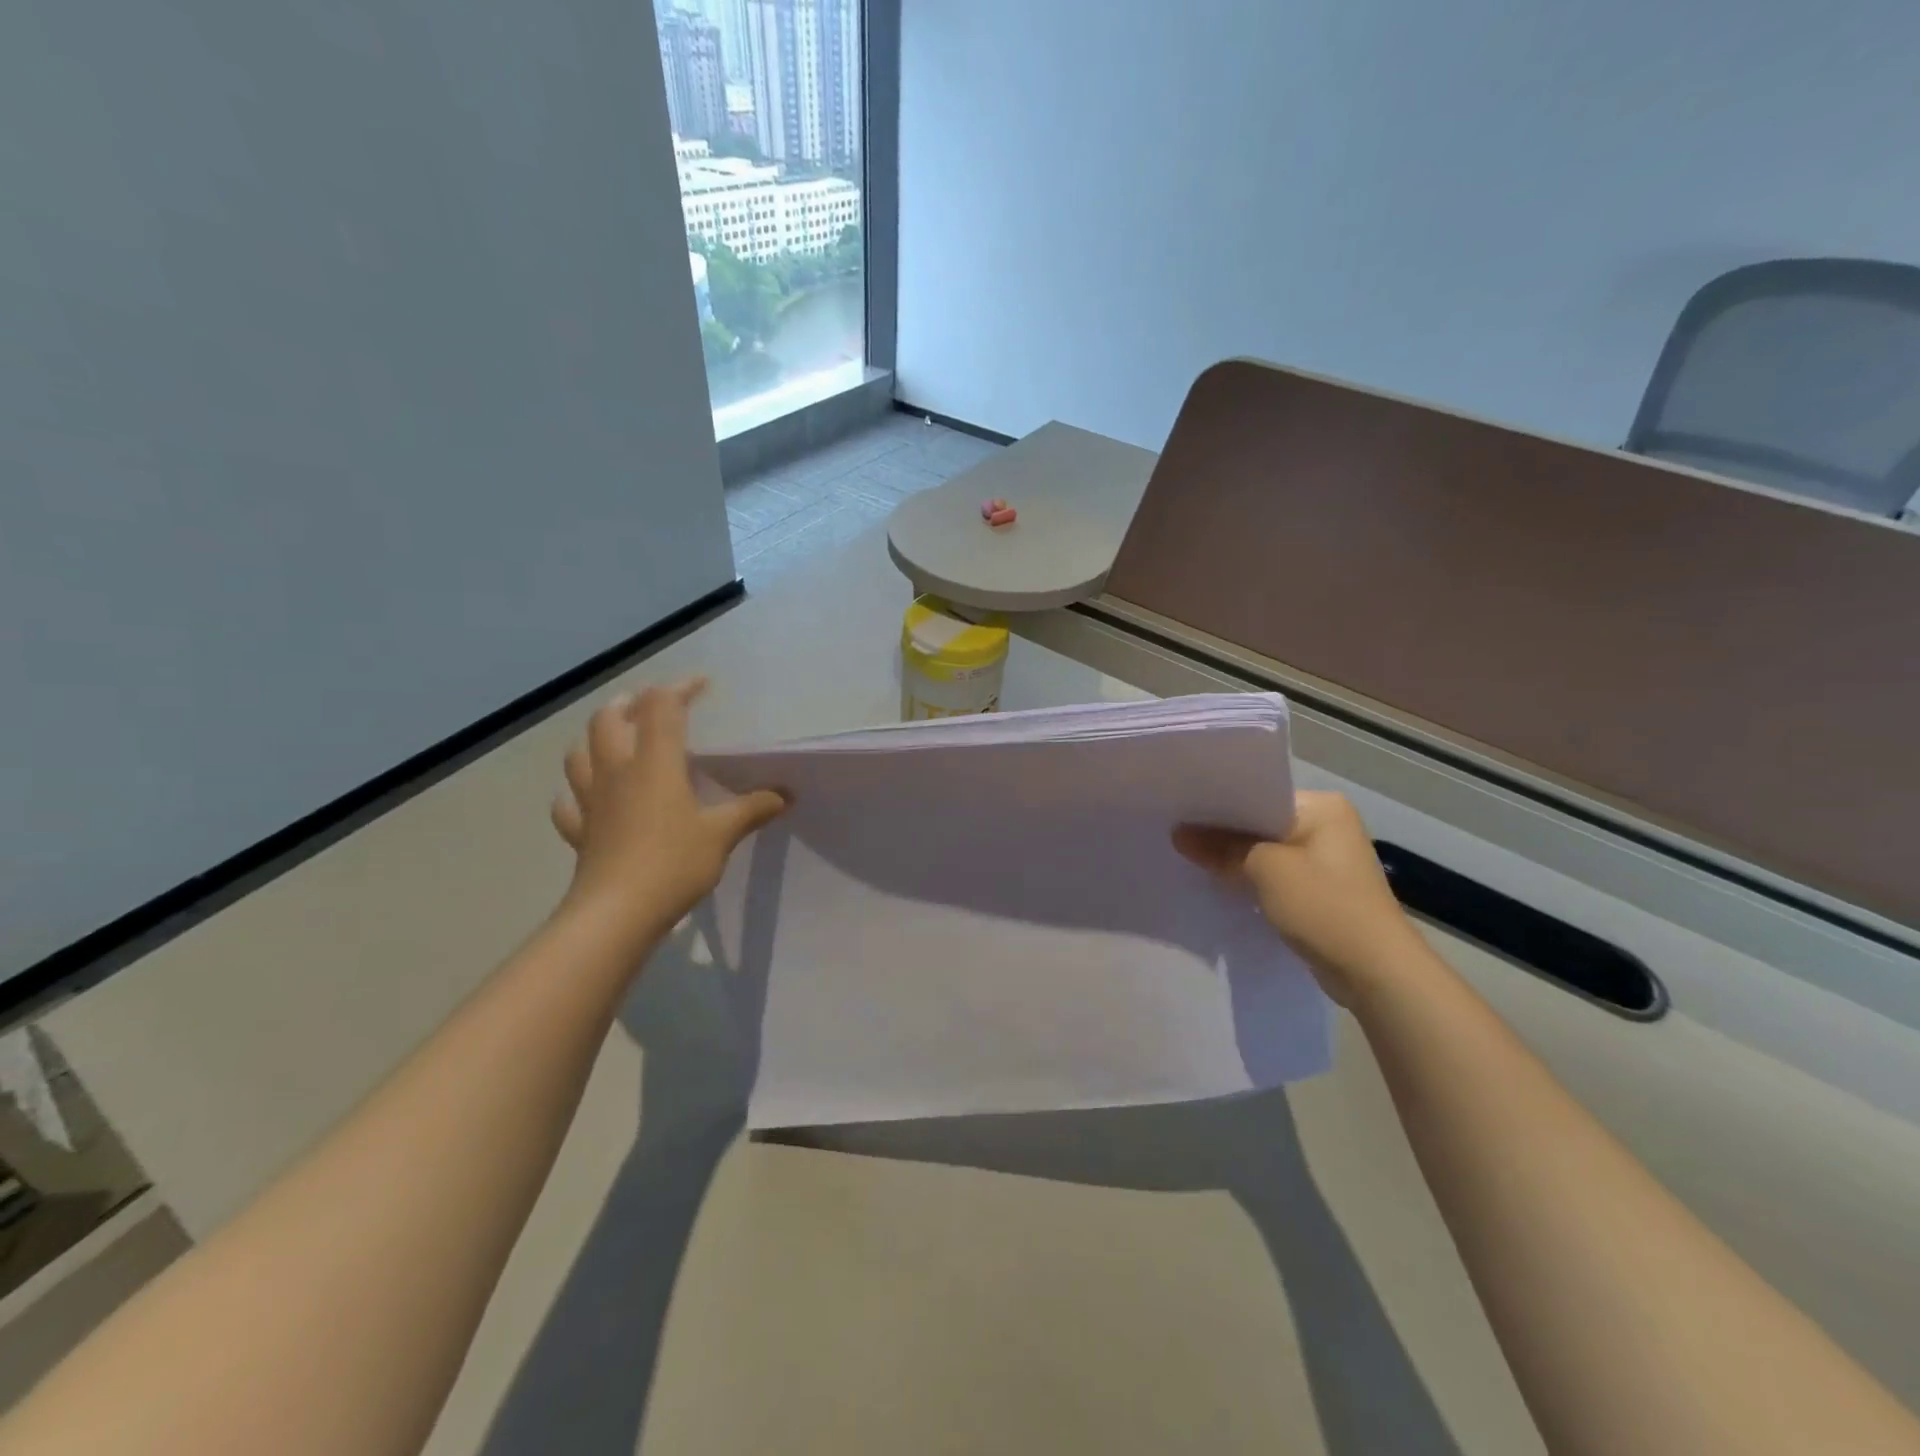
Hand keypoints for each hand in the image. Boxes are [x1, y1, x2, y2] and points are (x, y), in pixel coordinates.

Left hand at [551, 679, 785, 950]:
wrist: (617, 913)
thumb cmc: (673, 863)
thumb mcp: (722, 834)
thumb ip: (752, 809)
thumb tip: (784, 795)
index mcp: (654, 762)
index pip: (661, 706)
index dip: (680, 688)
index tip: (703, 685)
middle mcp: (617, 771)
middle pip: (609, 719)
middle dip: (631, 703)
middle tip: (654, 706)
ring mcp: (591, 801)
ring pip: (580, 754)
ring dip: (596, 738)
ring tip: (616, 740)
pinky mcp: (580, 831)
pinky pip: (568, 804)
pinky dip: (575, 793)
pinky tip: (585, 798)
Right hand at [1174, 790, 1423, 1006]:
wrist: (1376, 973)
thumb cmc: (1325, 907)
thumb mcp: (1266, 870)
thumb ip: (1221, 848)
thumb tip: (1178, 833)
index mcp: (1323, 807)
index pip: (1260, 794)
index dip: (1220, 803)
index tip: (1180, 809)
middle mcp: (1327, 825)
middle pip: (1260, 822)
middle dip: (1224, 832)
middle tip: (1177, 832)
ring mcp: (1325, 860)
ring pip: (1265, 850)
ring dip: (1235, 858)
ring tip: (1189, 856)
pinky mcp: (1319, 890)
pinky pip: (1274, 874)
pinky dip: (1250, 878)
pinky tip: (1219, 883)